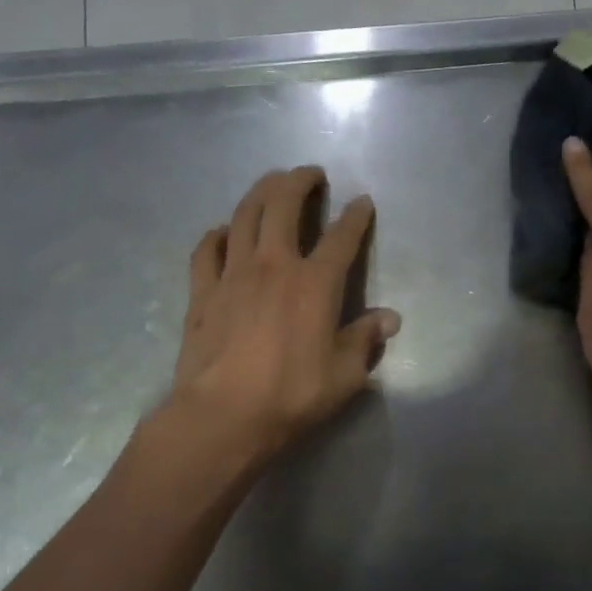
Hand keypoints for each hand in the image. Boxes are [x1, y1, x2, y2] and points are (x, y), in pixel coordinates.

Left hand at [167, 166, 400, 462]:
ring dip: (260, 192)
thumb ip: (365, 340)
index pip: (341, 238)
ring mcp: (233, 274)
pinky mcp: (202, 292)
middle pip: (284, 205)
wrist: (224, 416)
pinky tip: (223, 233)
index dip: (355, 216)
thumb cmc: (292, 396)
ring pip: (244, 215)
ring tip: (271, 184)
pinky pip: (207, 249)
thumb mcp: (345, 375)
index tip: (363, 202)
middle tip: (311, 174)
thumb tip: (389, 319)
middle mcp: (274, 265)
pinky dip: (217, 234)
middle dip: (299, 181)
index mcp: (315, 284)